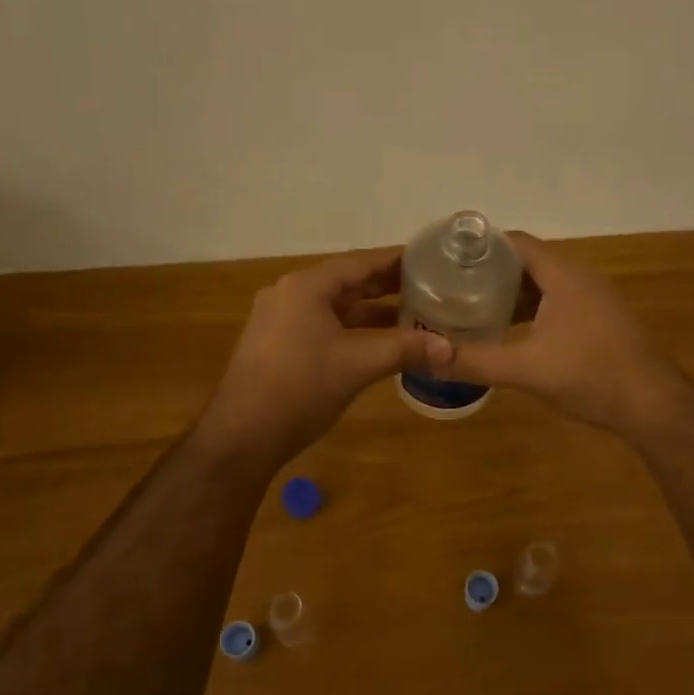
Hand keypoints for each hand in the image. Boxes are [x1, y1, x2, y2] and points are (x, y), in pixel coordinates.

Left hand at [197, 248, 441, 463]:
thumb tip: (450, 348)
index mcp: (306, 286)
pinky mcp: (277, 344)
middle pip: (346, 282)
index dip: (396, 260)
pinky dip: (352, 329)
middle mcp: (290, 294)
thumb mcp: (358, 365)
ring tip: (412, 314)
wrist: (242, 435)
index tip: (429, 259)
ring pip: (335, 307)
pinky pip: (322, 326)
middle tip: (429, 286)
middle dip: (386, 286)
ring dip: (370, 311)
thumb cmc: (300, 388)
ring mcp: (279, 320)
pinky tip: (379, 342)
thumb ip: (404, 350)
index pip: (360, 262)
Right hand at [425, 232, 690, 435]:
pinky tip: (512, 333)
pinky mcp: (600, 322)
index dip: (480, 246)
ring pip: (544, 285)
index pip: (515, 242)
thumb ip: (475, 361)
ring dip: (511, 293)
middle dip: (490, 271)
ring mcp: (594, 300)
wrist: (652, 405)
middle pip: (527, 262)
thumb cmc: (590, 376)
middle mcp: (580, 278)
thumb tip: (426, 358)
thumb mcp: (525, 369)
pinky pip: (557, 304)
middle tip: (452, 286)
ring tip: (473, 308)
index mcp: (562, 275)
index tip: (447, 259)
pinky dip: (531, 311)